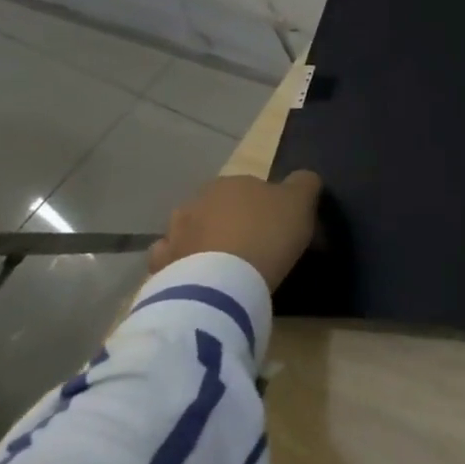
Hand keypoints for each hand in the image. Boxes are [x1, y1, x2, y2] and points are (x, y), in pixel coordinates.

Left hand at [147, 169, 322, 289]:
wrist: (222, 284)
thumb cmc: (267, 234)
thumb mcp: (301, 201)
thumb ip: (304, 183)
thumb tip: (302, 179)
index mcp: (230, 182)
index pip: (249, 188)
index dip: (262, 207)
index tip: (274, 227)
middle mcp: (196, 201)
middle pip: (217, 209)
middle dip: (229, 222)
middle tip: (250, 246)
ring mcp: (173, 235)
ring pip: (191, 233)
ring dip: (202, 244)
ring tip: (221, 267)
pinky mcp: (160, 268)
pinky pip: (173, 264)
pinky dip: (183, 268)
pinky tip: (198, 281)